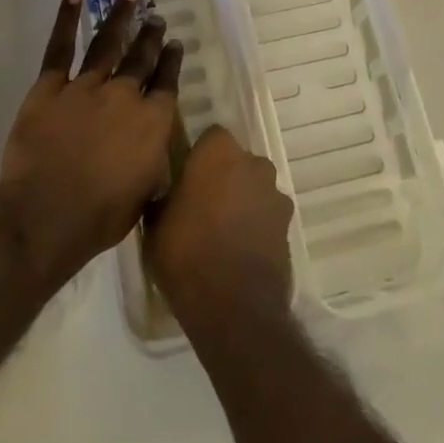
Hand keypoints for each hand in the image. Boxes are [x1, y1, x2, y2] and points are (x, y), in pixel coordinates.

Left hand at [0, 0, 182, 289]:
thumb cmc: (101, 216)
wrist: (47, 214)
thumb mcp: (145, 194)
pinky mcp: (50, 86)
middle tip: (156, 17)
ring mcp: (86, 86)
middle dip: (150, 36)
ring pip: (108, 43)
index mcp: (152, 121)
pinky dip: (67, 19)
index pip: (166, 83)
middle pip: (141, 58)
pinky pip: (60, 47)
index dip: (171, 61)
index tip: (174, 44)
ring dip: (120, 17)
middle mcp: (124, 94)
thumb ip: (153, 163)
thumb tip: (154, 150)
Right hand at [146, 126, 293, 336]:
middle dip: (224, 176)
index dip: (199, 155)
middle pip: (237, 161)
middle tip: (202, 204)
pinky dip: (256, 225)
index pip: (211, 137)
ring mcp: (275, 194)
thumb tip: (166, 192)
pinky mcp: (288, 226)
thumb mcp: (155, 223)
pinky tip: (239, 250)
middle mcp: (253, 163)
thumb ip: (164, 196)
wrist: (233, 305)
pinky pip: (267, 215)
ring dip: (243, 200)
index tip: (186, 177)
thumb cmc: (186, 252)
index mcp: (219, 152)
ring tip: (222, 232)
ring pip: (255, 187)